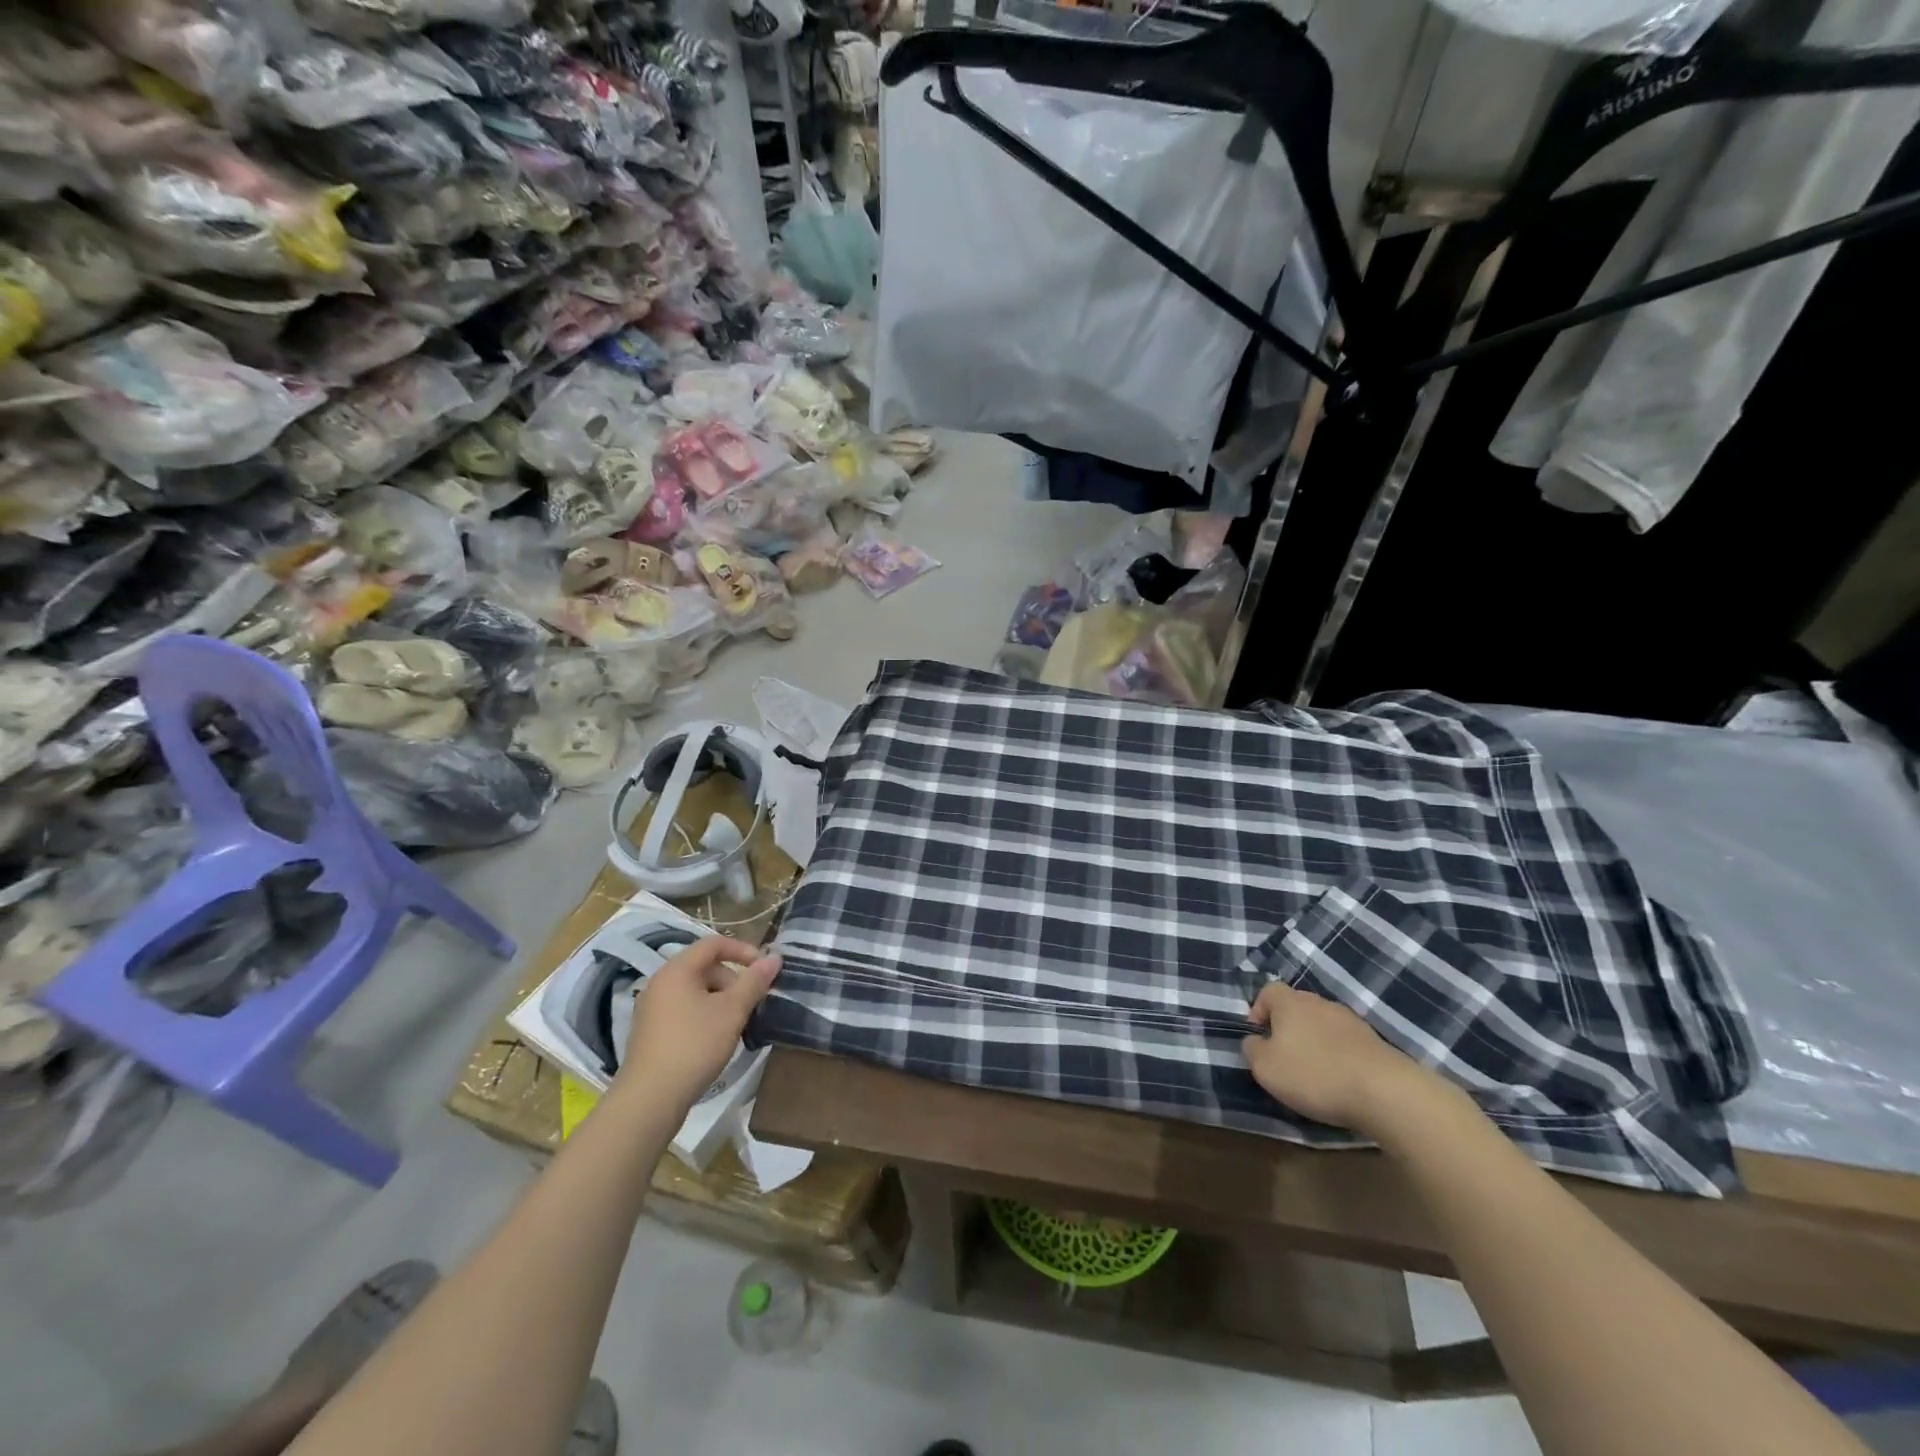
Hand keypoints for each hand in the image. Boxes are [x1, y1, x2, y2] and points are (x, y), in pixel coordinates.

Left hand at [620, 936, 780, 1112]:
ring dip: (721, 1000)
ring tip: (738, 1024)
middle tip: (752, 1003)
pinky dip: (705, 1015)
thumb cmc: (694, 1045)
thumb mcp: (732, 1011)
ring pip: (696, 991)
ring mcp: (652, 1009)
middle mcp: (660, 983)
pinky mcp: (651, 1032)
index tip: (764, 969)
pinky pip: (684, 1010)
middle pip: (705, 967)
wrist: (650, 1099)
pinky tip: (716, 1040)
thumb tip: (775, 958)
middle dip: (734, 980)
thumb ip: (754, 981)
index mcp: (677, 970)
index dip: (743, 950)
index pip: (714, 943)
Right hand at [1242, 982, 1431, 1134]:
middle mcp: (1320, 1002)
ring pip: (1322, 1025)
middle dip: (1287, 1029)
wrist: (1384, 1091)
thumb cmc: (1314, 1074)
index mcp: (1290, 1002)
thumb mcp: (1265, 1067)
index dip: (1258, 1012)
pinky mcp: (1375, 1041)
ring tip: (1315, 1074)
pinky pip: (1346, 1043)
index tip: (1259, 1039)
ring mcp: (1350, 1020)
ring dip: (1315, 1043)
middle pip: (1296, 1007)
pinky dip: (1339, 1056)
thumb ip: (1252, 1049)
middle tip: (1285, 1059)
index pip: (1267, 991)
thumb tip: (1255, 1041)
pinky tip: (1341, 1081)